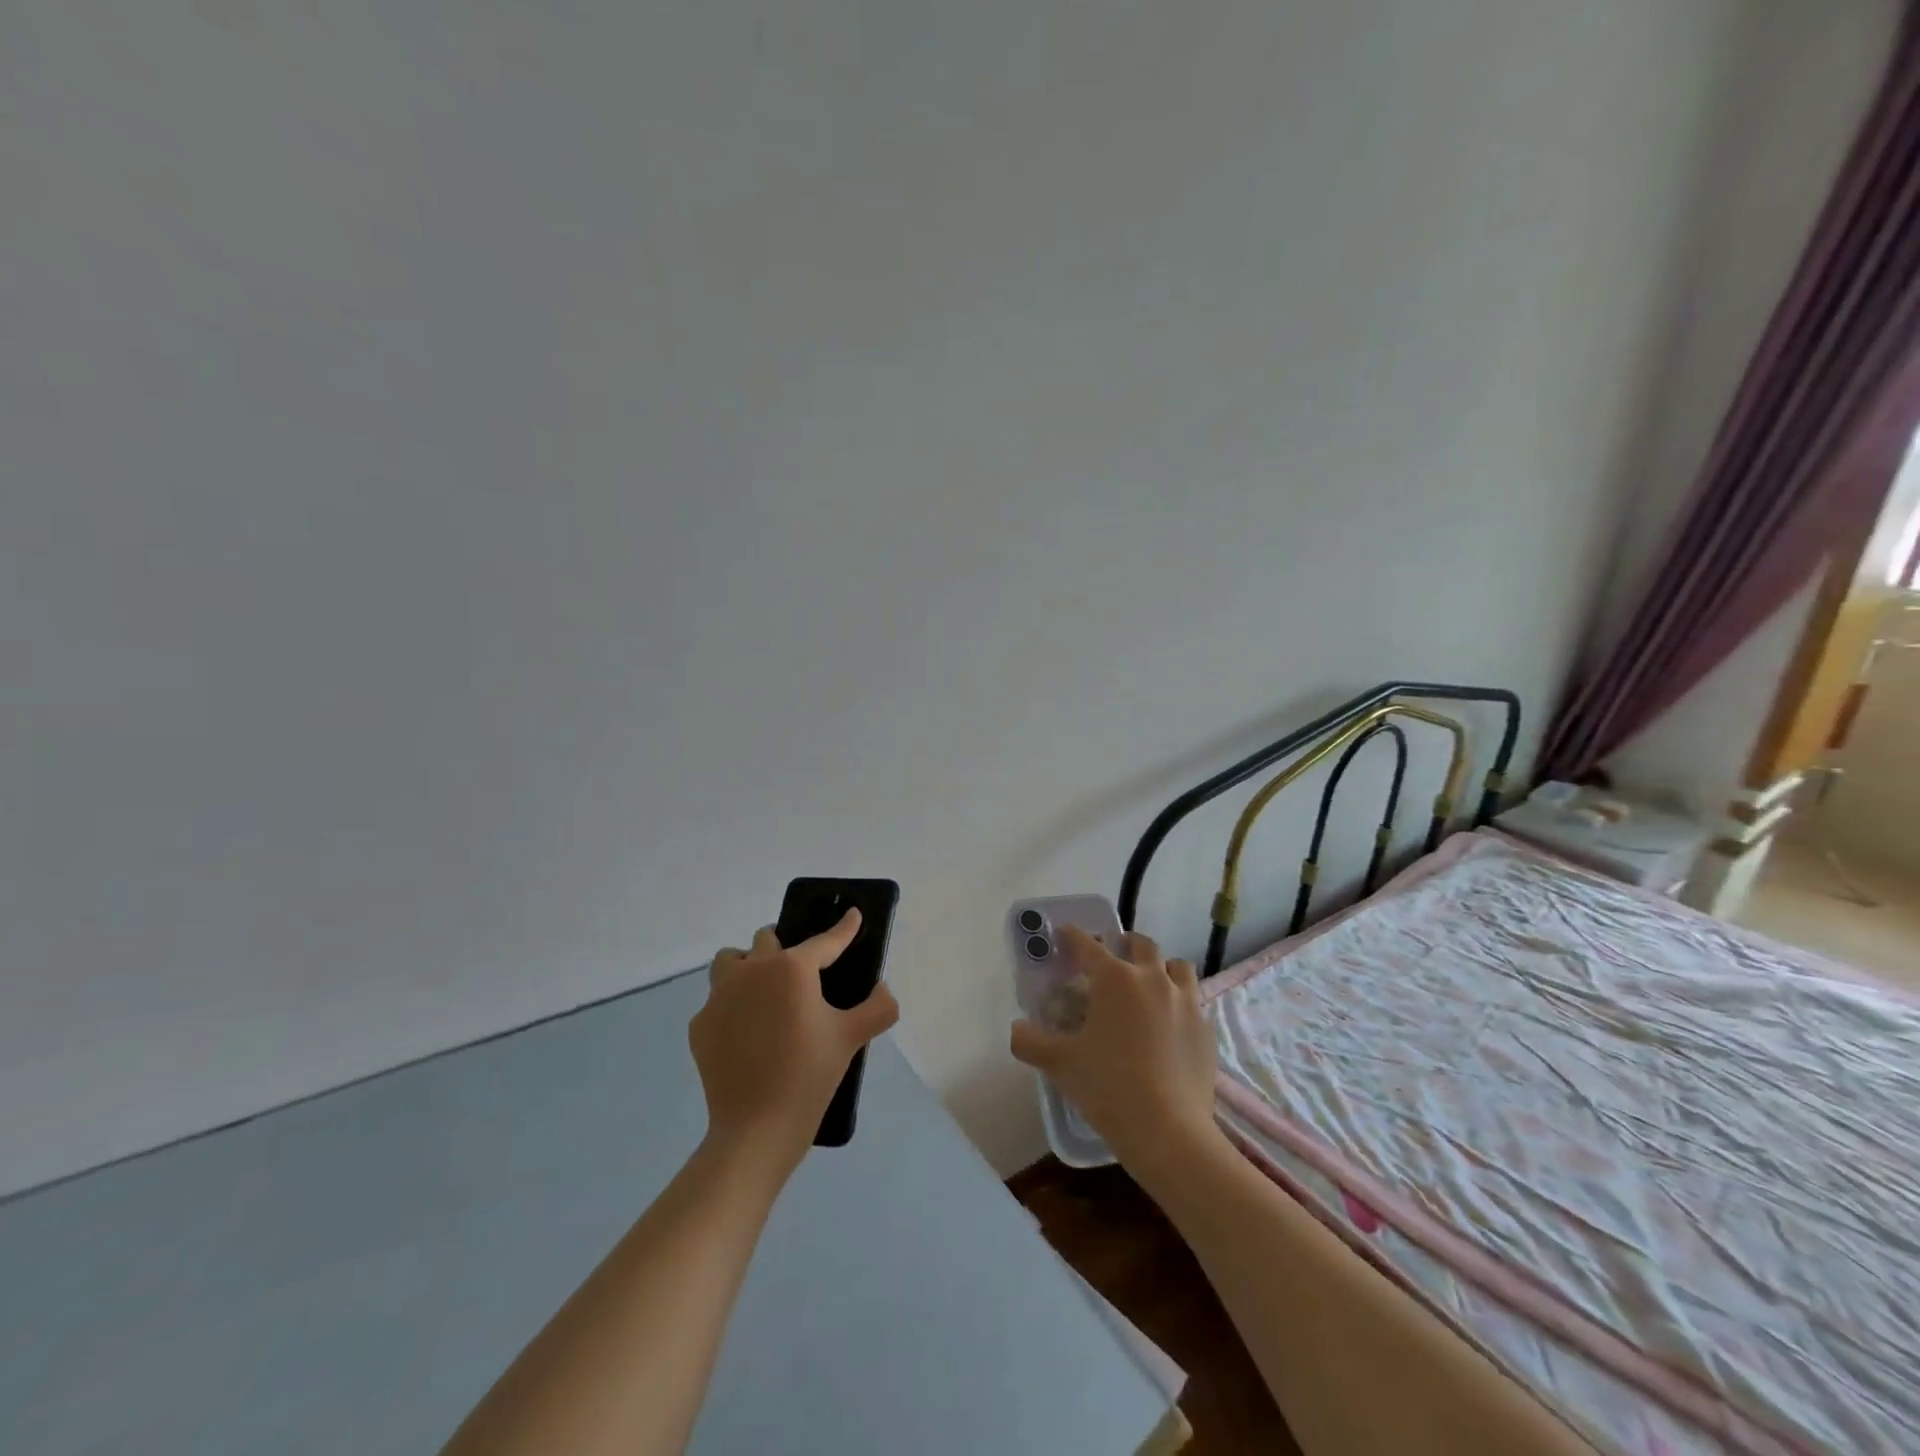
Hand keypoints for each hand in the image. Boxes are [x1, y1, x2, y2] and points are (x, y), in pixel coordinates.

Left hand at [689, 910, 899, 1176]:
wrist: (756, 1130)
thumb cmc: (809, 1076)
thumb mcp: (853, 1038)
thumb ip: (878, 1006)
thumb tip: (882, 989)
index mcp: (792, 969)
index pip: (825, 941)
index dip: (844, 928)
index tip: (853, 915)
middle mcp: (753, 971)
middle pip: (767, 939)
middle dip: (785, 948)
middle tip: (801, 974)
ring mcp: (720, 997)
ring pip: (731, 961)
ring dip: (749, 966)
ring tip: (765, 993)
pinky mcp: (700, 1024)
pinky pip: (717, 1001)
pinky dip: (733, 1007)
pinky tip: (747, 1033)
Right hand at [1010, 927, 1217, 1177]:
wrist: (1169, 1132)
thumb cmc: (1108, 1087)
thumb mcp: (1059, 1064)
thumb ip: (1030, 1042)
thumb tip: (1016, 1029)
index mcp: (1114, 979)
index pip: (1087, 945)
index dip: (1072, 936)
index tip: (1064, 934)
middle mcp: (1152, 979)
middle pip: (1141, 945)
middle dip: (1124, 944)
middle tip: (1111, 959)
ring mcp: (1185, 1002)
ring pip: (1176, 967)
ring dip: (1160, 968)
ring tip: (1147, 986)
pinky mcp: (1205, 1028)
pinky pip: (1193, 1000)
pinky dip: (1179, 1001)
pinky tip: (1168, 1025)